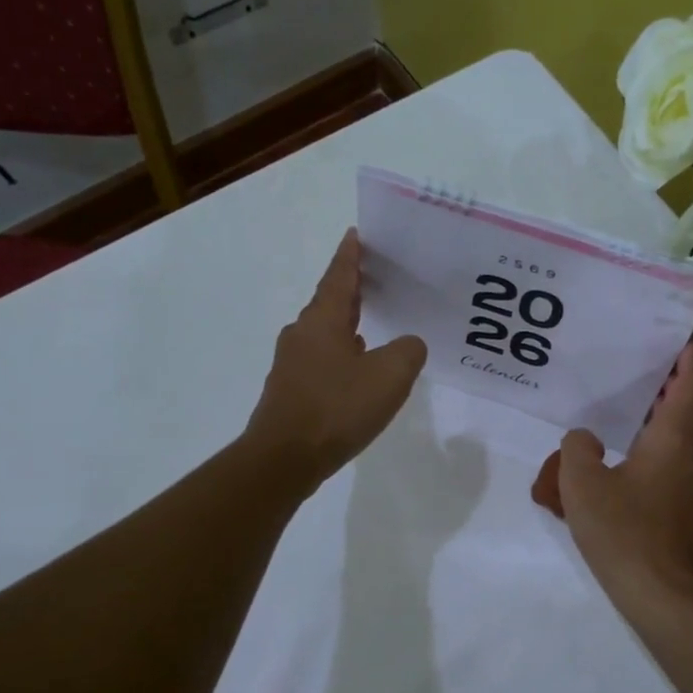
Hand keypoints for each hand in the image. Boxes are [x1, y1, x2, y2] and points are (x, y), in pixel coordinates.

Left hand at [245, 229, 426, 491]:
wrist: (285, 458)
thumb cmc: (337, 408)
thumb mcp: (390, 376)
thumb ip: (408, 351)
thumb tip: (408, 345)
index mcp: (324, 320)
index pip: (340, 276)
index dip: (351, 255)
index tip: (356, 235)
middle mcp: (303, 334)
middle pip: (331, 301)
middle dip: (352, 288)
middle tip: (376, 276)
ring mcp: (293, 363)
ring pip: (325, 332)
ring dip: (348, 323)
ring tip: (373, 321)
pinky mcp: (291, 390)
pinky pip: (322, 359)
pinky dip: (342, 353)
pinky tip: (357, 368)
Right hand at [531, 340, 692, 625]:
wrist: (664, 596)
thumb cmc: (625, 532)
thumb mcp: (583, 484)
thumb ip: (578, 449)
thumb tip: (585, 439)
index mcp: (672, 440)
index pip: (688, 386)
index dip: (687, 359)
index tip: (683, 338)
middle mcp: (691, 457)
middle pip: (688, 410)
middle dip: (672, 388)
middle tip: (644, 369)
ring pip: (683, 440)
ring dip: (664, 421)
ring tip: (631, 411)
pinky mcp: (688, 511)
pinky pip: (675, 466)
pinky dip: (658, 451)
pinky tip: (628, 462)